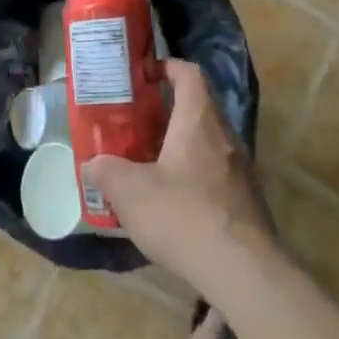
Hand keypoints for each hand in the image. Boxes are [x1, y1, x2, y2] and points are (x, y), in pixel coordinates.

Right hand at [81, 58, 274, 296]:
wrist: (241, 272)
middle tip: (134, 125)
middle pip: (198, 109)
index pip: (189, 74)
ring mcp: (240, 171)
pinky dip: (192, 177)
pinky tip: (170, 203)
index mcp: (198, 121)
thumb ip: (106, 171)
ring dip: (179, 147)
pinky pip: (214, 175)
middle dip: (166, 113)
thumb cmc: (182, 215)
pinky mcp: (245, 202)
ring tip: (146, 164)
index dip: (167, 67)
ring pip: (206, 144)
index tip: (144, 76)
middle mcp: (225, 137)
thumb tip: (93, 163)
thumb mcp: (129, 191)